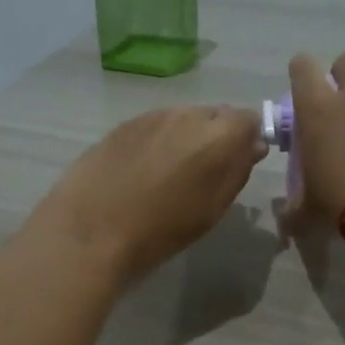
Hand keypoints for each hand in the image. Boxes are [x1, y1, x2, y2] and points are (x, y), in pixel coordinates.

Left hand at [30, 105, 268, 287]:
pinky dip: (156, 143)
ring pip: (182, 120)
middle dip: (215, 138)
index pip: (248, 119)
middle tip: (202, 174)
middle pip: (214, 116)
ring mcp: (153, 115)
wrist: (93, 229)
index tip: (237, 163)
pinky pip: (153, 126)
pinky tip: (141, 171)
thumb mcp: (212, 209)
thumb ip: (237, 170)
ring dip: (184, 139)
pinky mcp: (123, 124)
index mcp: (219, 135)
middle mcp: (188, 114)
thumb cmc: (162, 230)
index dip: (246, 140)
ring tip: (168, 175)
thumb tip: (251, 146)